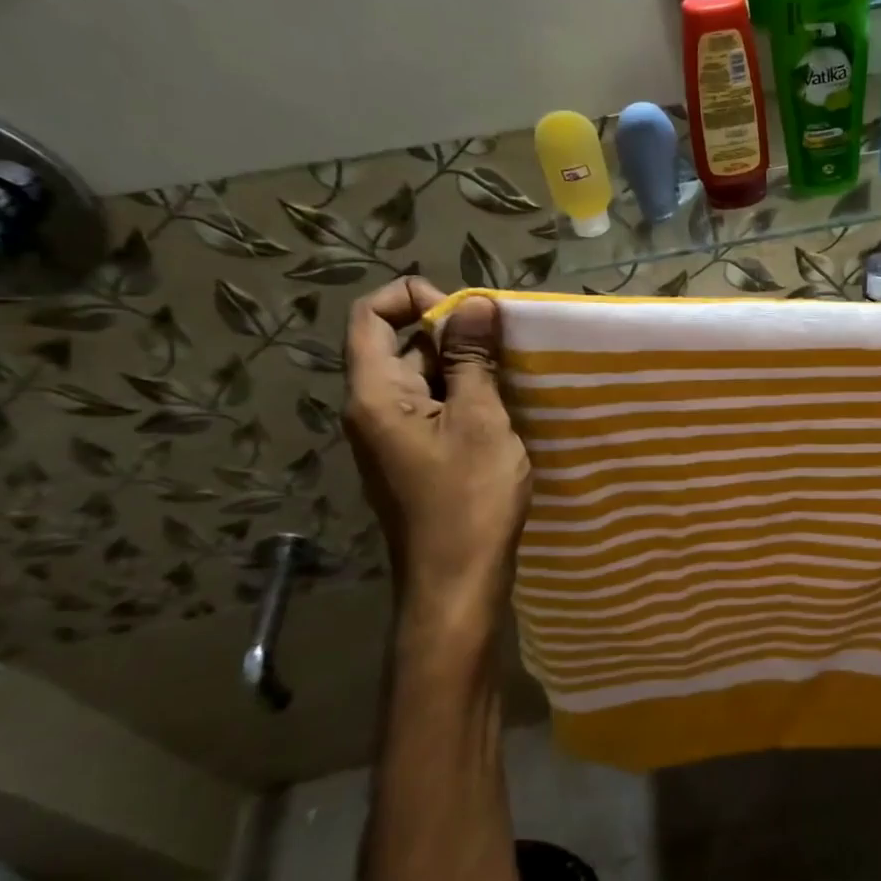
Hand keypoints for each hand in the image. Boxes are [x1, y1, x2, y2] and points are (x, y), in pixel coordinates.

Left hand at [344, 278, 530, 636]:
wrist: (456, 582)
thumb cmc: (468, 500)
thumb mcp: (480, 421)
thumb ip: (471, 360)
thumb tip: (473, 303)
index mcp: (374, 394)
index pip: (370, 316)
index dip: (414, 298)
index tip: (468, 313)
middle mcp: (371, 410)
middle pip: (397, 345)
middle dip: (449, 333)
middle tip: (503, 344)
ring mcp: (390, 437)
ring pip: (419, 378)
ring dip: (461, 367)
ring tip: (510, 374)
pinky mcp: (411, 458)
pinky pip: (431, 408)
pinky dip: (462, 396)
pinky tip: (502, 408)